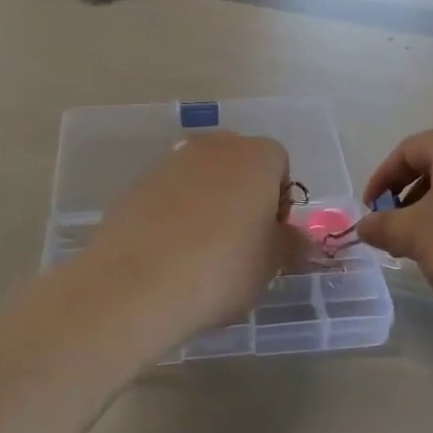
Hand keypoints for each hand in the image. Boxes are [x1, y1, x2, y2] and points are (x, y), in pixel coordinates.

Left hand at [85, 132, 311, 337]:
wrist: (137, 285)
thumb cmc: (222, 269)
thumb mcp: (271, 264)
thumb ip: (290, 243)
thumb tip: (297, 238)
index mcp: (255, 157)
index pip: (279, 163)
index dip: (279, 199)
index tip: (270, 235)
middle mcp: (213, 147)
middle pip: (238, 163)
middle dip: (243, 193)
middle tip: (240, 240)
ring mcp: (169, 162)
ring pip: (201, 177)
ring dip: (207, 202)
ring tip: (201, 250)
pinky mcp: (135, 184)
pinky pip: (168, 194)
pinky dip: (173, 214)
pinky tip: (169, 252)